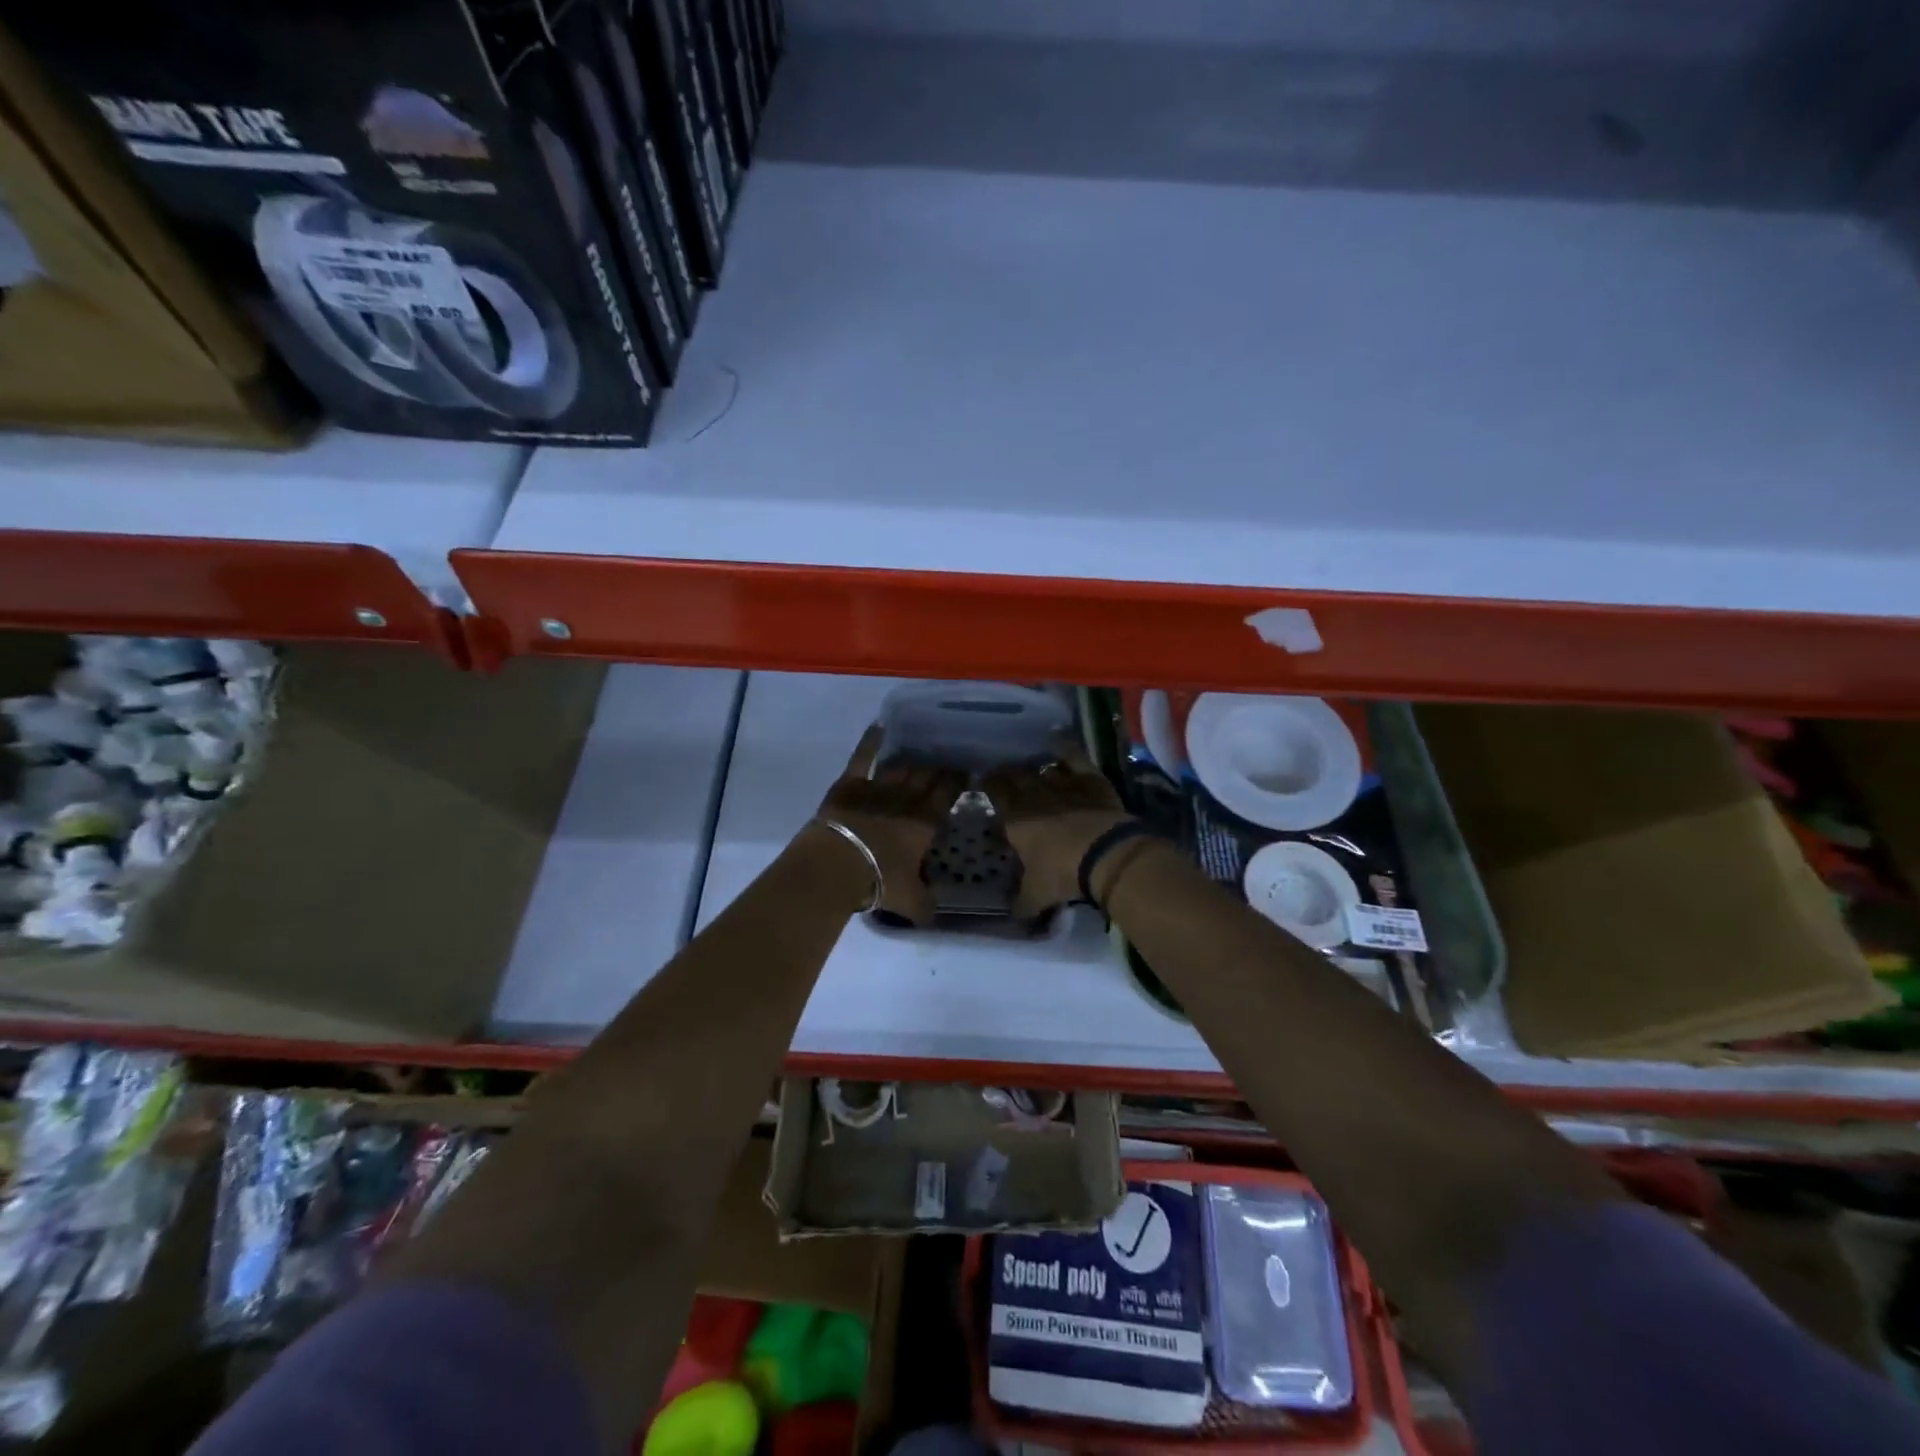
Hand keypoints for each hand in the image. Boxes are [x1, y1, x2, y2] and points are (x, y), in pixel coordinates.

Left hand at [815, 727, 966, 923]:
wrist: (838, 864)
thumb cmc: (880, 880)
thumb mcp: (911, 900)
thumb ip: (927, 904)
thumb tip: (934, 912)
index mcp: (926, 822)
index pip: (948, 794)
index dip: (957, 781)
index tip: (965, 773)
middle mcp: (907, 798)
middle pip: (927, 776)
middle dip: (938, 768)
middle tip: (946, 762)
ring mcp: (878, 787)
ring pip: (901, 766)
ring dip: (912, 760)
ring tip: (920, 754)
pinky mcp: (850, 783)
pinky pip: (863, 756)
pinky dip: (870, 741)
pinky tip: (878, 727)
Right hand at [984, 744, 1131, 918]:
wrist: (1106, 854)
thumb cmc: (1062, 874)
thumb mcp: (1036, 895)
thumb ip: (1021, 902)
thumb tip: (1012, 914)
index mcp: (1014, 819)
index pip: (994, 792)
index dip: (988, 785)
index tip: (985, 783)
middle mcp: (1034, 795)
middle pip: (1014, 775)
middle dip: (1007, 774)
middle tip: (1004, 774)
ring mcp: (1062, 784)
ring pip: (1041, 767)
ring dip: (1035, 767)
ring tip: (1032, 768)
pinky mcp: (1089, 780)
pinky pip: (1073, 756)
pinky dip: (1064, 748)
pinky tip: (1058, 740)